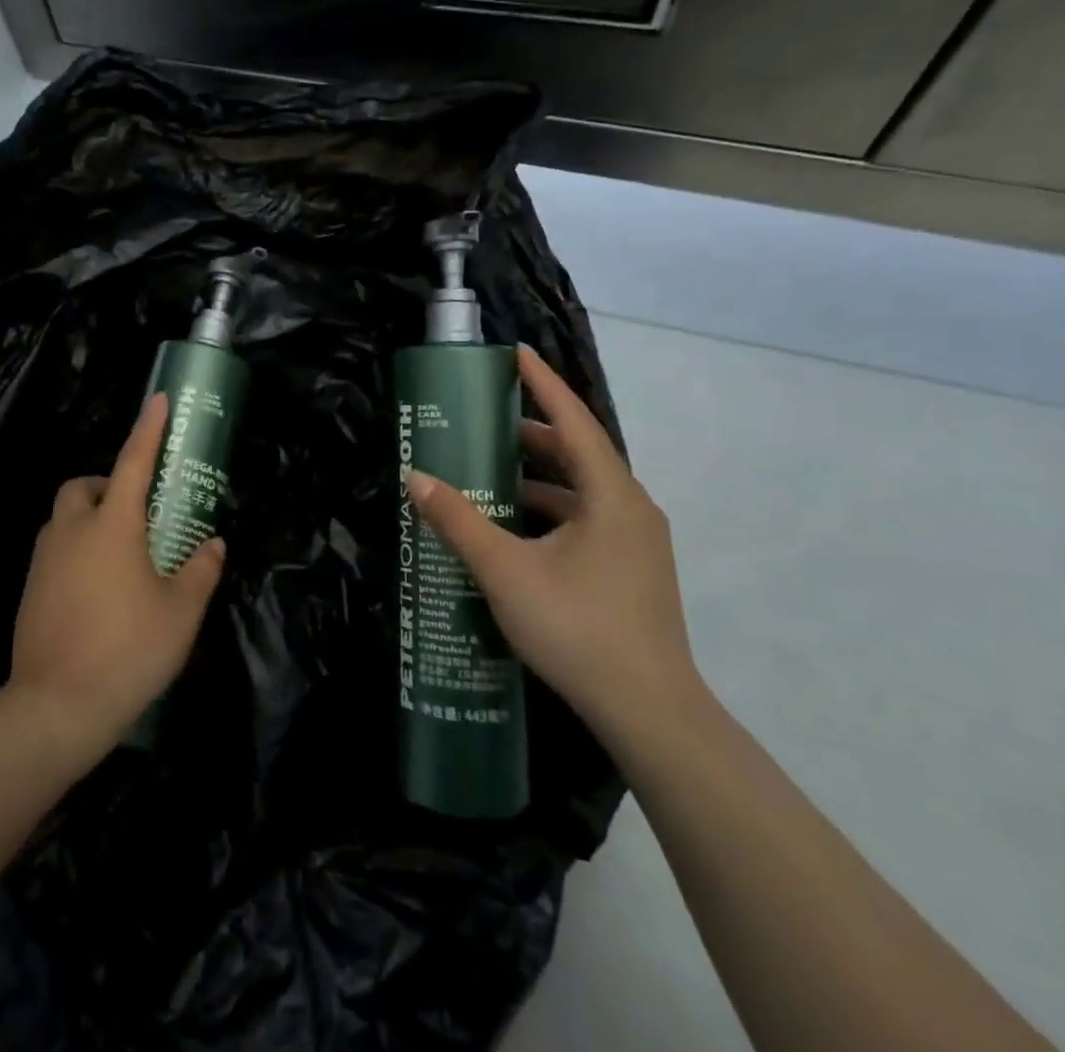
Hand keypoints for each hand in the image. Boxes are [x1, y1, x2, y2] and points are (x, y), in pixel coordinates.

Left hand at [8, 394, 226, 758]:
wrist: (55, 708)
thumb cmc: (128, 651)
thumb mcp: (180, 613)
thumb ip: (200, 571)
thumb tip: (214, 545)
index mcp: (112, 526)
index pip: (132, 462)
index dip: (148, 428)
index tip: (158, 400)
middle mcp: (72, 532)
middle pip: (80, 486)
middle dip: (104, 484)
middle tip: (133, 510)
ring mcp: (44, 561)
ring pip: (62, 518)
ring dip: (87, 517)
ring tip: (118, 551)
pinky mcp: (30, 590)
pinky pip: (53, 551)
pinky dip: (73, 550)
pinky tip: (95, 587)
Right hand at [404, 344, 699, 744]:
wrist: (650, 712)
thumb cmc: (578, 627)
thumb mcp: (505, 570)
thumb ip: (458, 521)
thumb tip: (414, 478)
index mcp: (611, 495)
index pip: (573, 420)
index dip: (542, 384)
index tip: (515, 353)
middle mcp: (631, 508)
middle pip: (578, 453)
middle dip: (532, 433)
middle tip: (485, 420)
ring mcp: (636, 542)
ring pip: (582, 490)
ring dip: (538, 476)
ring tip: (490, 471)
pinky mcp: (631, 569)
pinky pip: (586, 519)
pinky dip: (550, 510)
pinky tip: (514, 526)